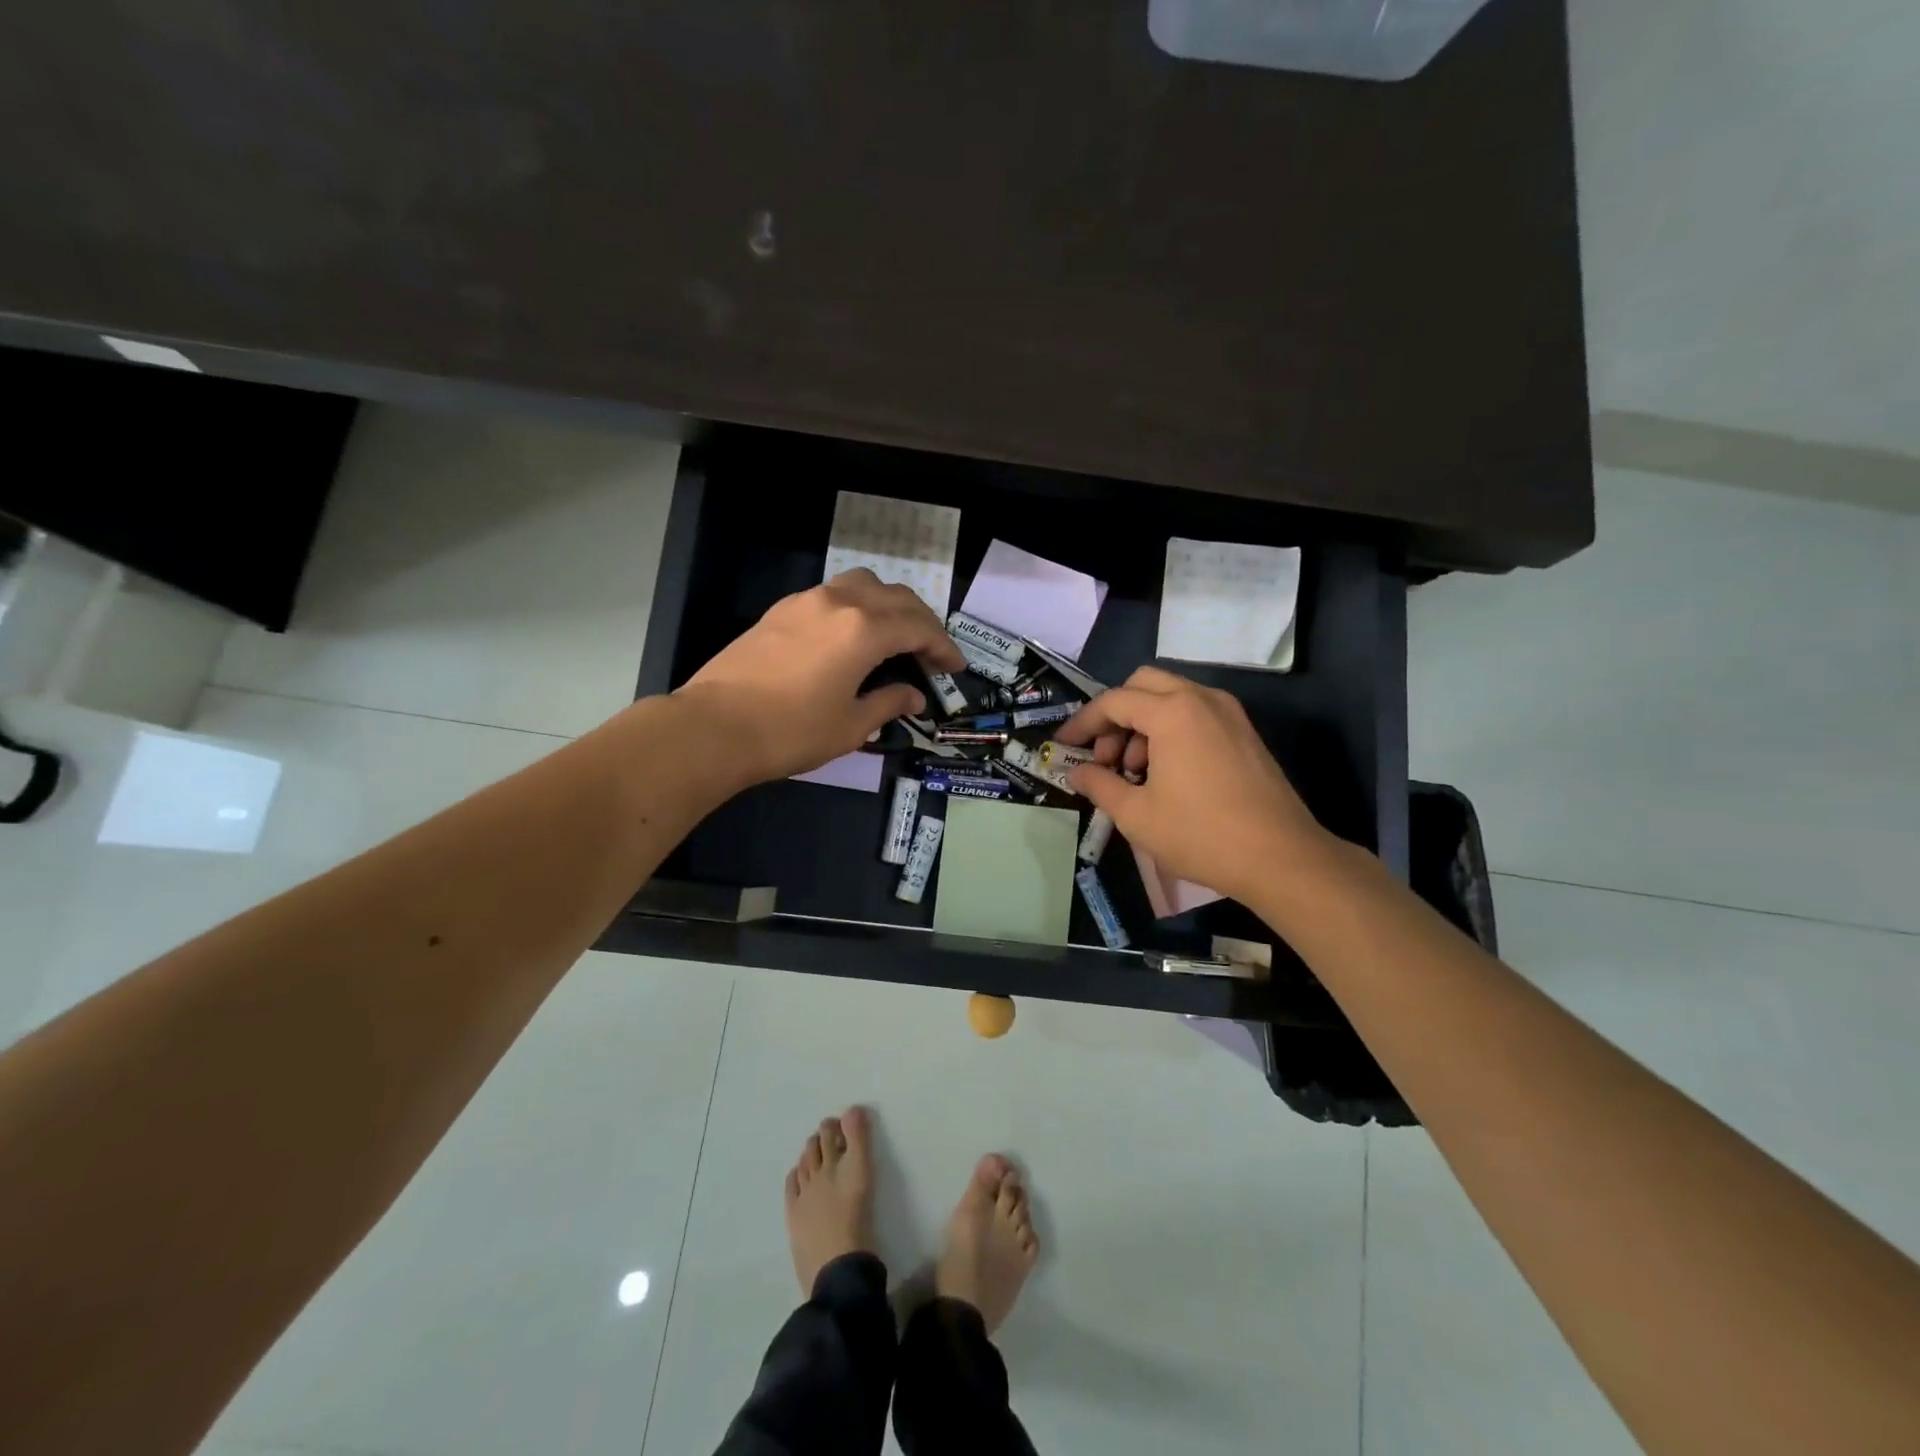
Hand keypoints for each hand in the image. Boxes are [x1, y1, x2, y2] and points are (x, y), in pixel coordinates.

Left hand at [675, 569, 965, 784]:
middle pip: (896, 597)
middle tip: (932, 653)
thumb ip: (888, 703)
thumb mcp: (850, 726)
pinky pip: (833, 594)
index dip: (943, 646)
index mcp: (863, 630)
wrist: (714, 727)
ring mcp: (806, 601)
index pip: (919, 628)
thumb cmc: (790, 732)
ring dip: (889, 605)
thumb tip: (913, 696)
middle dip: (922, 622)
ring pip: (863, 584)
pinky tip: (852, 635)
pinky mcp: (781, 610)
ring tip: (895, 635)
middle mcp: (839, 602)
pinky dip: (857, 606)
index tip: (955, 667)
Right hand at [1054, 667, 1330, 904]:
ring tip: (1134, 773)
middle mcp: (1201, 698)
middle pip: (1142, 685)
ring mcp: (1228, 712)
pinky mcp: (1244, 732)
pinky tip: (1166, 773)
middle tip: (1105, 757)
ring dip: (1142, 724)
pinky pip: (1195, 714)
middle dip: (1115, 715)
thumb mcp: (1136, 815)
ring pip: (1171, 697)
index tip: (1063, 745)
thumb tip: (1076, 771)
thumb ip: (1099, 785)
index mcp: (1172, 712)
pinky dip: (1170, 730)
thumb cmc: (1201, 834)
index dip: (1082, 722)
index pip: (1113, 702)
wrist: (1281, 858)